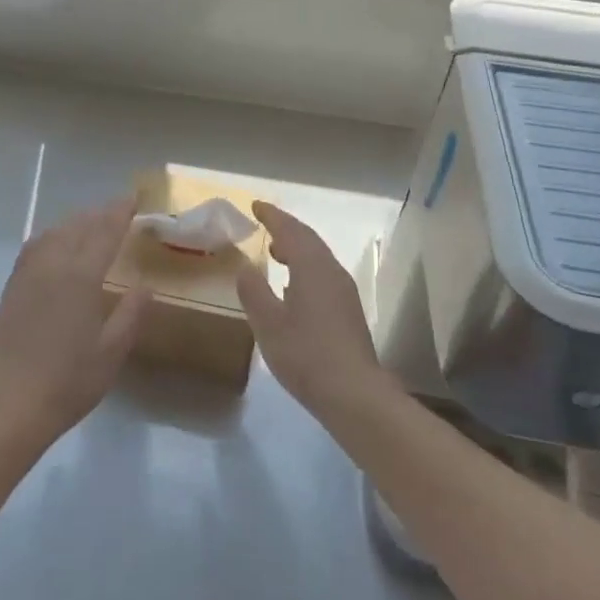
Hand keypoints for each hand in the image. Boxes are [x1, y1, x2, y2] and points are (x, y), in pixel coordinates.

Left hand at [0, 196, 148, 452]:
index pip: (105, 233)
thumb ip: (130, 314)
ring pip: (53, 233)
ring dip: (74, 222)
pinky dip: (51, 237)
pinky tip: (55, 244)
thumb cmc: (68, 382)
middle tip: (117, 209)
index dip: (120, 213)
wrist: (11, 406)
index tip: (133, 197)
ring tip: (89, 222)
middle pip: (78, 227)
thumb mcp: (111, 353)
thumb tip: (146, 285)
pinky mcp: (11, 289)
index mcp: (81, 278)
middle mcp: (52, 266)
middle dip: (99, 213)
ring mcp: (27, 276)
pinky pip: (33, 249)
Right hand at [237, 201, 394, 422]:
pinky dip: (305, 267)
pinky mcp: (348, 310)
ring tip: (275, 252)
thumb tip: (246, 266)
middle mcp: (331, 271)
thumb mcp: (268, 323)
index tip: (256, 206)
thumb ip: (253, 291)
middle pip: (308, 239)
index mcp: (312, 267)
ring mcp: (344, 291)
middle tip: (264, 222)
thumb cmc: (305, 354)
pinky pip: (323, 274)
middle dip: (286, 228)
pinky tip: (293, 287)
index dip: (272, 216)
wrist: (354, 393)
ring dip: (297, 248)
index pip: (290, 230)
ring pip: (318, 257)